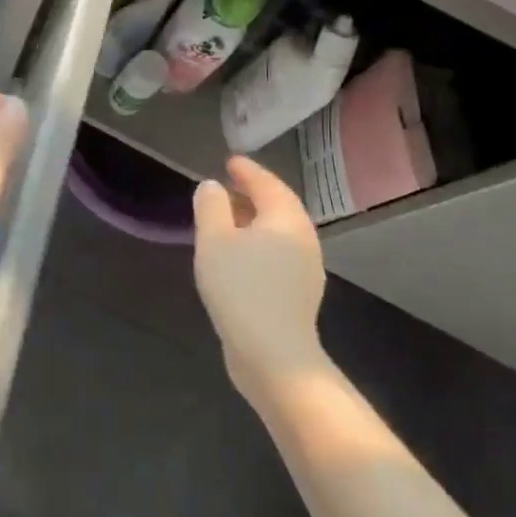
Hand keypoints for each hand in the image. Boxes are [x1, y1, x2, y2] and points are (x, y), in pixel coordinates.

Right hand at [193, 157, 331, 407]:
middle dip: (253, 193)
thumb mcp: (214, 241)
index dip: (247, 170)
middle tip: (228, 185)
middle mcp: (302, 238)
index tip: (230, 161)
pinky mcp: (297, 294)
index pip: (267, 183)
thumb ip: (211, 207)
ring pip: (278, 232)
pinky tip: (238, 255)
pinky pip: (276, 254)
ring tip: (228, 218)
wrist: (274, 355)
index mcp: (285, 219)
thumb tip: (212, 186)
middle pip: (278, 206)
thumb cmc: (241, 289)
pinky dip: (257, 243)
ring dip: (254, 220)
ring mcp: (304, 268)